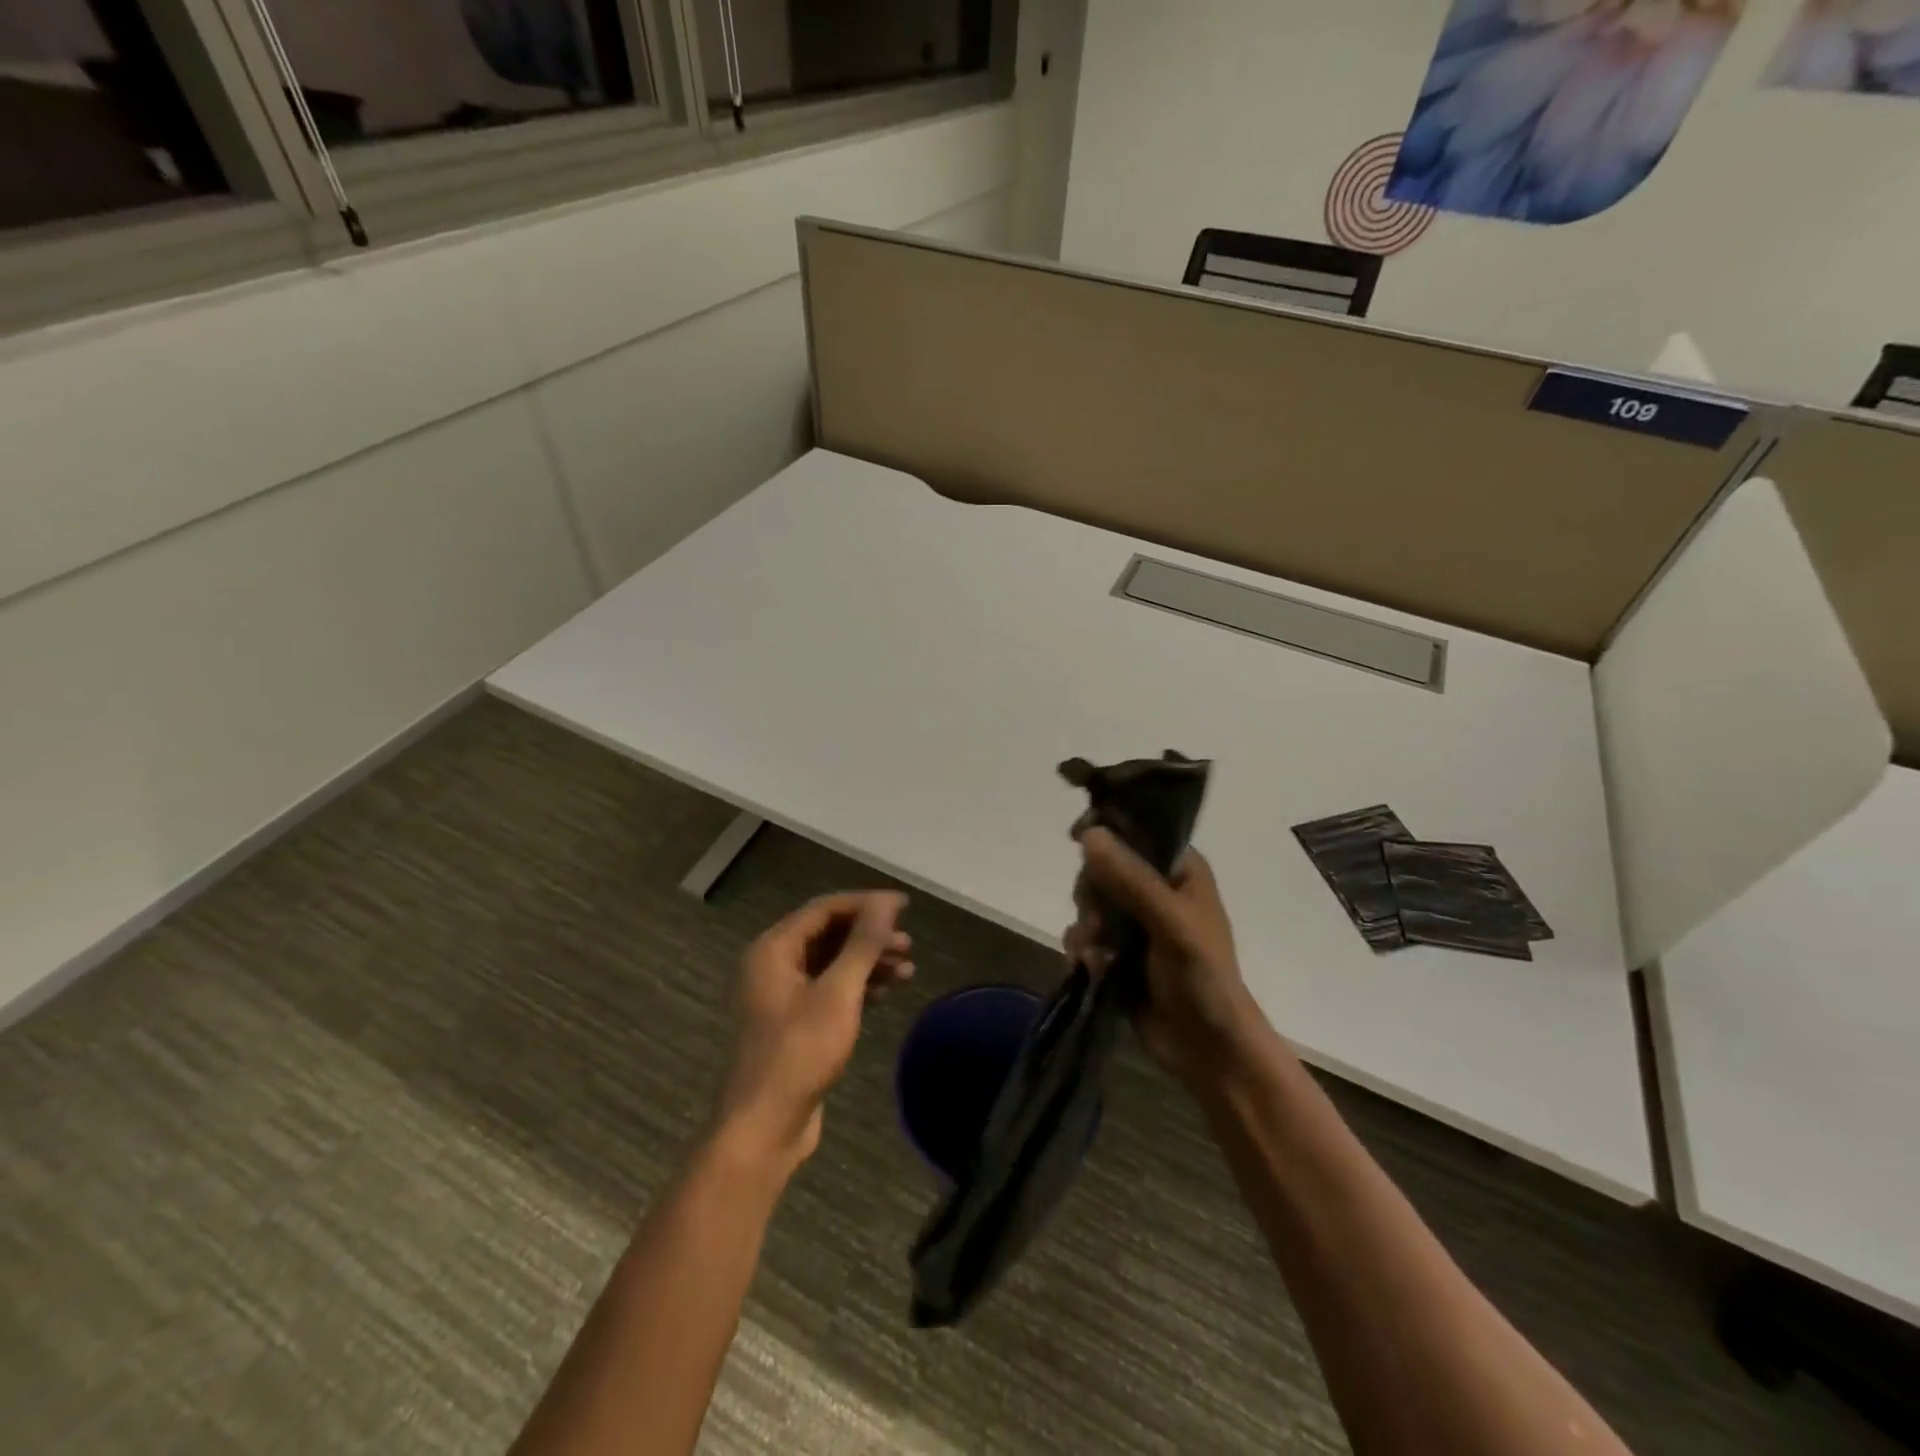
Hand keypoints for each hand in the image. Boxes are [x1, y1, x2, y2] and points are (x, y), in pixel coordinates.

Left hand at [718, 891, 911, 1173]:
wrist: (765, 1126)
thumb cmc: (800, 1052)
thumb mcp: (839, 993)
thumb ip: (863, 944)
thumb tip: (886, 902)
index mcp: (774, 949)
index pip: (825, 908)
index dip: (866, 903)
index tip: (905, 906)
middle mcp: (773, 964)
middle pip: (828, 934)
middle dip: (870, 936)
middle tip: (908, 944)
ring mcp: (781, 994)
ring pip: (831, 962)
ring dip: (868, 962)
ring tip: (907, 970)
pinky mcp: (793, 1020)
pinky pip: (828, 988)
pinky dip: (857, 986)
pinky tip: (886, 994)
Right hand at [1064, 828, 1262, 1088]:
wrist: (1207, 1049)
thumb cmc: (1203, 978)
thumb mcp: (1172, 924)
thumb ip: (1132, 879)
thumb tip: (1089, 835)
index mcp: (1179, 869)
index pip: (1136, 830)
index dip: (1106, 831)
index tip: (1078, 838)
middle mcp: (1155, 888)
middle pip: (1103, 866)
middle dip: (1092, 892)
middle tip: (1097, 917)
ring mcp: (1134, 921)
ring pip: (1089, 901)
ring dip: (1086, 924)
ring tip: (1096, 950)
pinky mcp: (1117, 952)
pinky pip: (1085, 934)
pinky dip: (1082, 947)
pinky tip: (1090, 966)